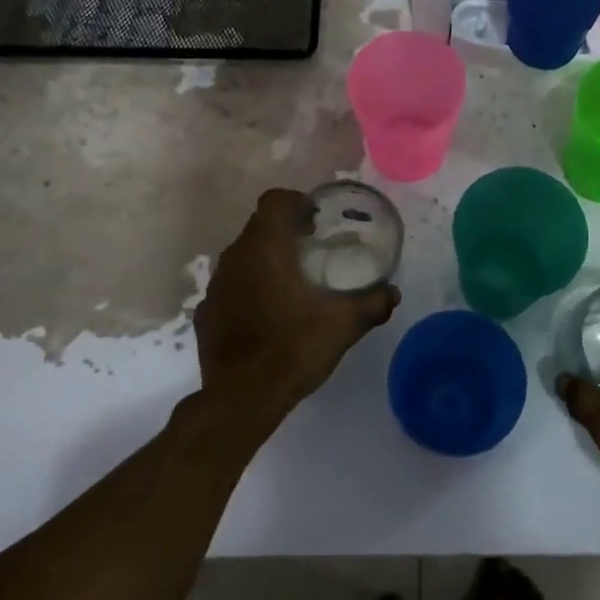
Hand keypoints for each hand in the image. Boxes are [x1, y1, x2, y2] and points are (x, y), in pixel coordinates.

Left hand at [194, 189, 399, 429]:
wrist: (241, 398)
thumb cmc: (293, 349)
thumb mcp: (342, 326)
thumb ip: (371, 304)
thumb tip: (393, 293)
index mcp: (266, 249)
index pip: (274, 201)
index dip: (295, 202)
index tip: (315, 221)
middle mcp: (235, 258)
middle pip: (258, 226)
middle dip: (284, 230)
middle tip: (311, 248)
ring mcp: (216, 286)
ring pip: (241, 255)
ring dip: (264, 258)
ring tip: (290, 281)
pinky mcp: (206, 312)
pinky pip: (230, 286)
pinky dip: (247, 288)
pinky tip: (266, 314)